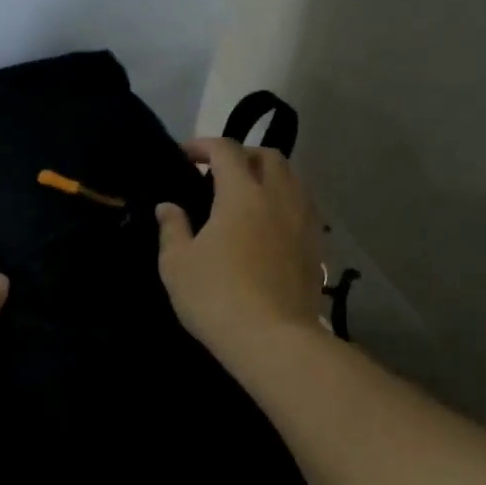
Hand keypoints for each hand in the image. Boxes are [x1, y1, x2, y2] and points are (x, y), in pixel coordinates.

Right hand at [156, 137, 323, 364]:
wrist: (273, 339)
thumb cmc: (217, 297)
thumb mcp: (177, 264)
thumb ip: (172, 228)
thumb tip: (168, 206)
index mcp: (242, 194)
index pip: (226, 150)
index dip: (203, 145)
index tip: (185, 156)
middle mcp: (279, 197)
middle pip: (268, 156)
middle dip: (242, 154)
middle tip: (219, 173)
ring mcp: (304, 221)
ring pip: (293, 178)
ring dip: (269, 175)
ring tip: (248, 194)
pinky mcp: (317, 245)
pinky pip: (304, 206)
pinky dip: (286, 200)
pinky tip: (271, 223)